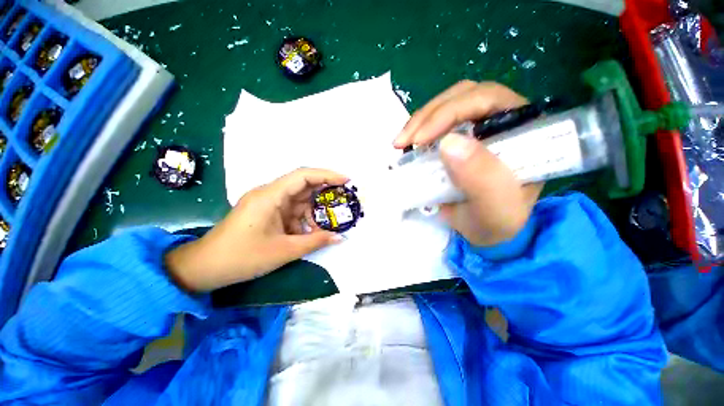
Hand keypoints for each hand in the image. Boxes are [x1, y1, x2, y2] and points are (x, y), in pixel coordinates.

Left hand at [165, 168, 346, 291]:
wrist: (205, 267)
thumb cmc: (242, 257)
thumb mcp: (284, 251)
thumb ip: (315, 242)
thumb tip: (340, 237)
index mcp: (270, 196)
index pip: (303, 176)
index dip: (327, 175)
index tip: (346, 180)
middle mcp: (270, 194)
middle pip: (303, 185)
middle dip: (325, 191)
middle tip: (345, 198)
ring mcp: (268, 203)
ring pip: (299, 200)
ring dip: (315, 210)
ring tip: (331, 220)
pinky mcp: (268, 212)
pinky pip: (292, 211)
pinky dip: (305, 219)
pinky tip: (312, 231)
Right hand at [394, 81, 542, 246]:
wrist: (485, 230)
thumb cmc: (496, 221)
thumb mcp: (495, 208)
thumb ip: (482, 179)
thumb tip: (449, 143)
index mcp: (522, 130)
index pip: (487, 100)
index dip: (450, 111)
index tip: (421, 139)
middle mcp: (501, 121)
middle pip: (462, 96)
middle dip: (428, 116)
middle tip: (404, 141)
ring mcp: (476, 127)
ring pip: (446, 106)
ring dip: (419, 122)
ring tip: (401, 143)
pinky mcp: (457, 138)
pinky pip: (436, 124)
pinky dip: (418, 132)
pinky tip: (408, 145)